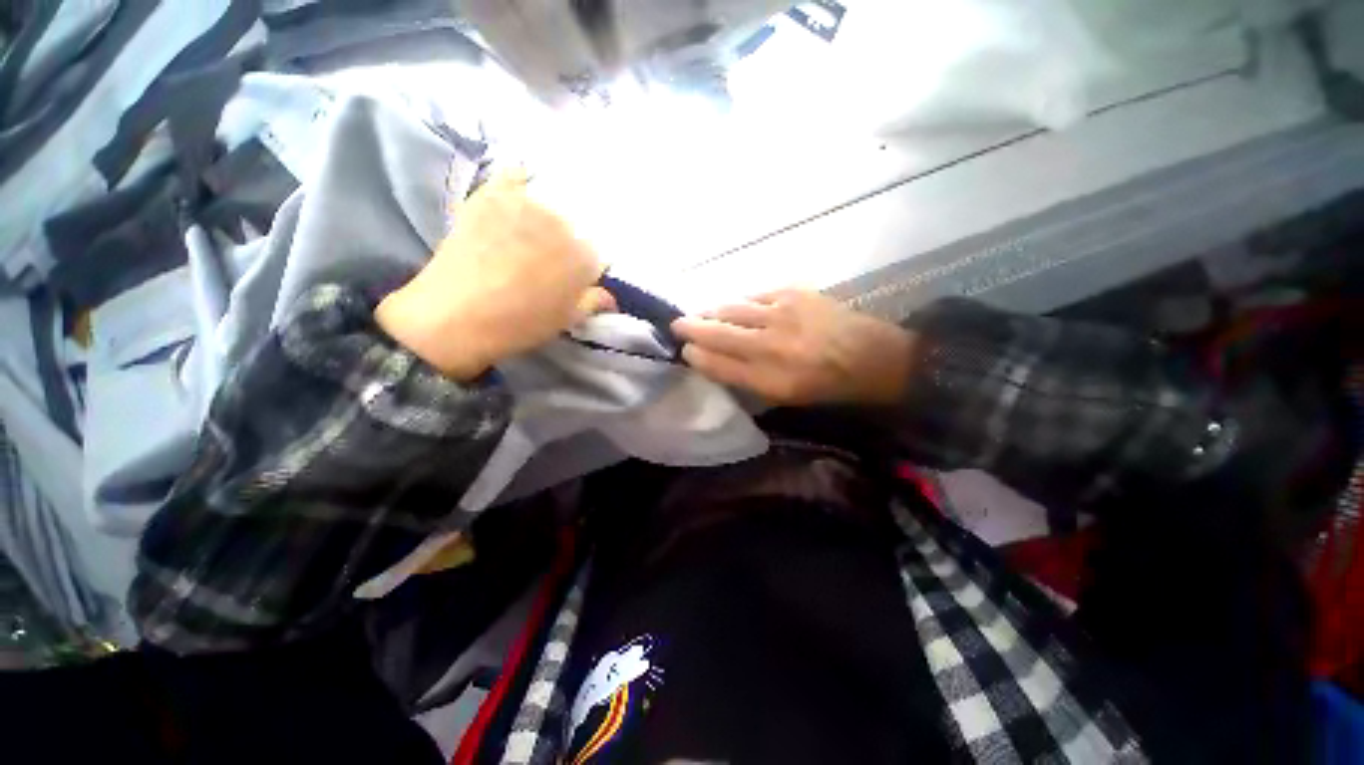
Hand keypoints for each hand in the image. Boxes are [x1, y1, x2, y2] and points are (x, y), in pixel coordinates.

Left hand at [376, 169, 614, 378]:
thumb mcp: (566, 320)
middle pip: (574, 228)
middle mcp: (563, 225)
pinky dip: (519, 180)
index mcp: (584, 258)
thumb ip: (593, 302)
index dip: (585, 269)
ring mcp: (526, 205)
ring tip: (530, 234)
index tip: (573, 280)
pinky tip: (519, 188)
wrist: (455, 316)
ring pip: (548, 202)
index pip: (596, 255)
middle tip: (547, 261)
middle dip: (567, 244)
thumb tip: (610, 296)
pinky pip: (513, 174)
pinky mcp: (492, 195)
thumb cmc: (520, 325)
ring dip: (546, 216)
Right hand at [671, 288, 915, 405]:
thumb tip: (710, 358)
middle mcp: (772, 344)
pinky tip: (737, 308)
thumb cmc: (825, 384)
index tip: (683, 349)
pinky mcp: (793, 291)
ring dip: (711, 311)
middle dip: (691, 326)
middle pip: (718, 330)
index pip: (718, 363)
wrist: (873, 356)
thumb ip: (744, 377)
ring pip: (732, 308)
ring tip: (700, 315)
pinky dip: (739, 302)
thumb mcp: (783, 394)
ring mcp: (783, 312)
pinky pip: (753, 295)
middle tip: (676, 325)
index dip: (696, 355)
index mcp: (771, 378)